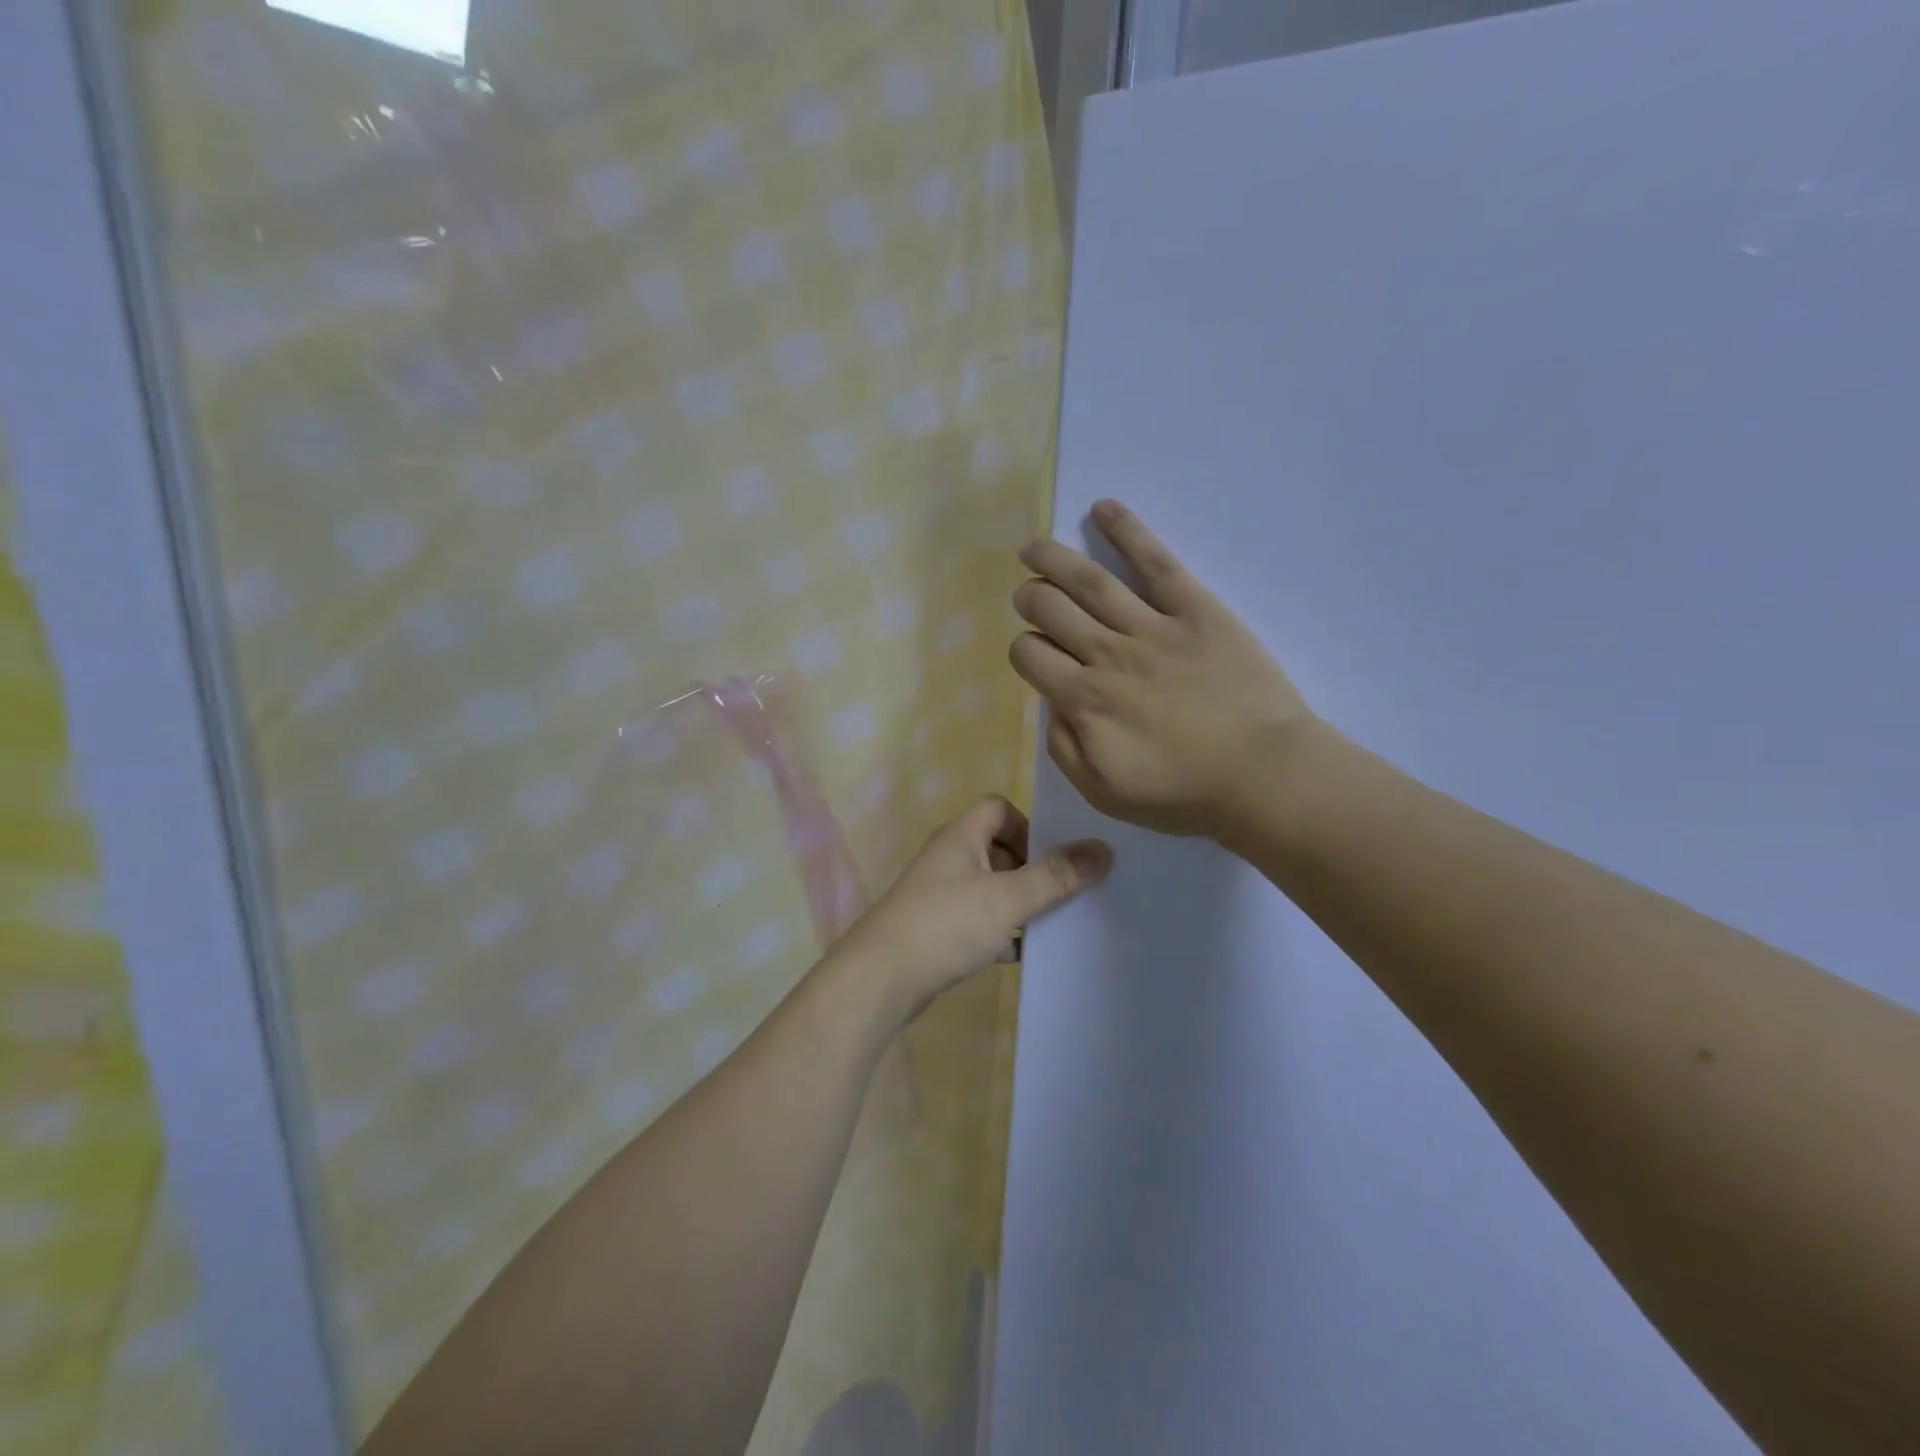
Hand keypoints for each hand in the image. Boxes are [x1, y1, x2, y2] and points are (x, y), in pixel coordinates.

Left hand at [839, 796, 1110, 1024]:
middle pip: (998, 847)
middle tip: (1061, 891)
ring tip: (1052, 922)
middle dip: (1031, 867)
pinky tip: (1024, 953)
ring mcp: (940, 894)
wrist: (882, 978)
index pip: (999, 808)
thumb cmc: (946, 924)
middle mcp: (949, 857)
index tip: (1054, 855)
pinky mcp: (937, 929)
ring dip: (1018, 902)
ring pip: (990, 887)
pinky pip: (978, 920)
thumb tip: (1103, 849)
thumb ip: (1056, 875)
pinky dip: (1001, 931)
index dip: (1029, 825)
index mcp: (961, 835)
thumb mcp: (1009, 898)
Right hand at [1010, 500, 1314, 840]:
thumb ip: (1063, 747)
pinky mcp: (1196, 609)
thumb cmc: (1184, 793)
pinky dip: (1128, 532)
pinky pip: (1156, 562)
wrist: (1264, 777)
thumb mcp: (1103, 792)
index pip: (1030, 655)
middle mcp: (1107, 655)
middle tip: (1030, 597)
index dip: (1024, 650)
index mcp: (1084, 701)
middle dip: (1030, 599)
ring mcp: (1152, 627)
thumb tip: (1052, 704)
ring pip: (1089, 581)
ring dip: (1053, 559)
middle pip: (1050, 609)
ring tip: (1034, 548)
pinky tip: (1103, 509)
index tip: (1037, 656)